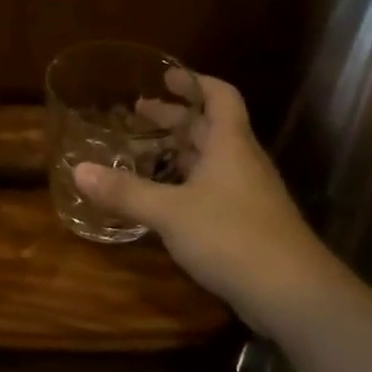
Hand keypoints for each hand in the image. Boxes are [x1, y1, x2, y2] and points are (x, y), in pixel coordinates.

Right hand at [73, 72, 333, 329]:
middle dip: (175, 118)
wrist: (293, 295)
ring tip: (144, 153)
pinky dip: (187, 184)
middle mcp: (242, 162)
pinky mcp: (248, 225)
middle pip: (210, 128)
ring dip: (180, 152)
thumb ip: (125, 191)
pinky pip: (213, 189)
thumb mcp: (170, 212)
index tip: (166, 76)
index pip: (219, 96)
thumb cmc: (232, 236)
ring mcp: (249, 195)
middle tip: (139, 113)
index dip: (194, 82)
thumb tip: (78, 170)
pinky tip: (164, 200)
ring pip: (211, 160)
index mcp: (230, 144)